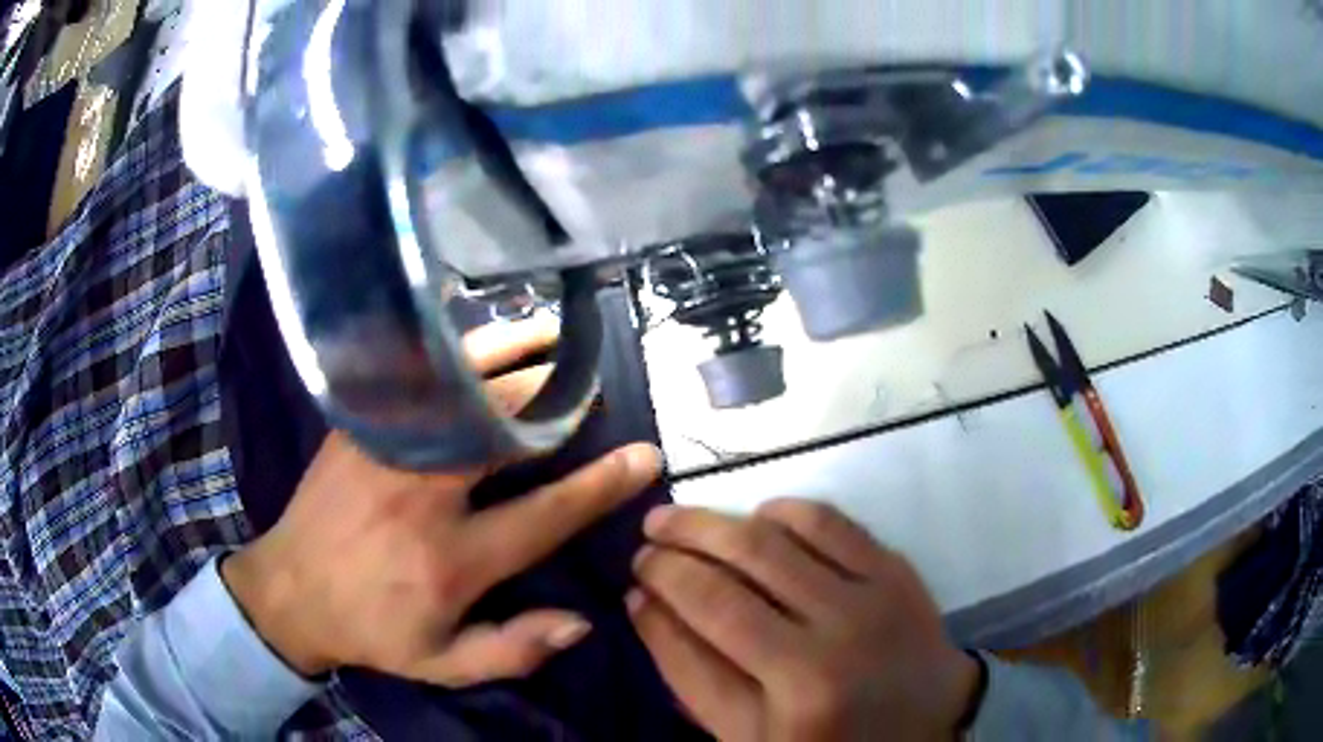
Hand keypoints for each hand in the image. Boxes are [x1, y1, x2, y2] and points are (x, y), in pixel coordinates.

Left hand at [223, 316, 662, 684]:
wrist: (291, 591)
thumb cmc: (373, 629)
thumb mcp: (443, 664)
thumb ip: (513, 650)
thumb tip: (581, 621)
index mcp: (451, 559)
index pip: (544, 515)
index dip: (600, 485)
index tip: (644, 456)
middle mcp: (423, 496)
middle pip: (504, 431)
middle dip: (557, 400)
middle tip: (593, 381)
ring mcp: (387, 451)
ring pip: (460, 391)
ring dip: (511, 357)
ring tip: (550, 334)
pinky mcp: (359, 427)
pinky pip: (414, 377)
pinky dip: (453, 351)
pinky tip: (479, 334)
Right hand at [629, 500, 978, 741]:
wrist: (928, 724)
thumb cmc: (830, 740)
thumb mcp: (748, 738)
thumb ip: (692, 676)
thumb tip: (644, 603)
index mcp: (789, 704)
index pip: (698, 631)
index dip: (657, 595)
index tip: (633, 578)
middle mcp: (829, 649)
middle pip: (730, 579)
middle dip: (674, 550)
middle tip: (647, 538)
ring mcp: (870, 602)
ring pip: (772, 540)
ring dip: (715, 522)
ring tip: (683, 520)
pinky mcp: (896, 572)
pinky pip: (828, 521)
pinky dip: (782, 511)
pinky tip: (758, 517)